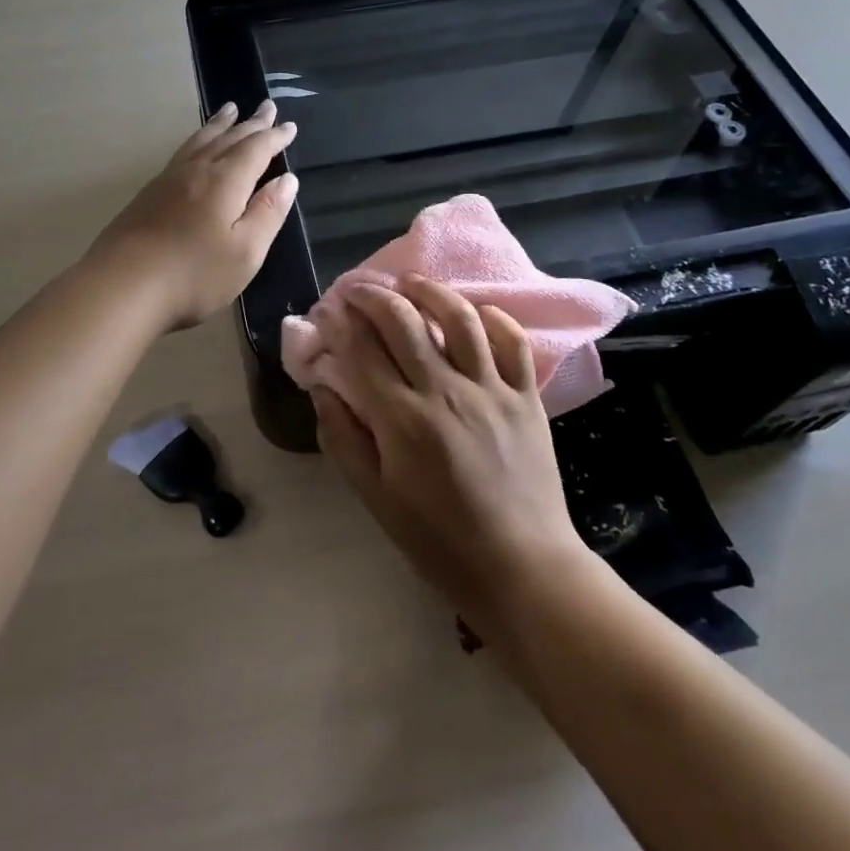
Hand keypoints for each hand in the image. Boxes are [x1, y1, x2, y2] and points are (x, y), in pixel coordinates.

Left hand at [88, 100, 299, 331]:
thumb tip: (287, 180)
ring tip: (229, 110)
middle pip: (228, 138)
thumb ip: (268, 213)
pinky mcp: (148, 194)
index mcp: (225, 181)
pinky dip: (197, 140)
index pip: (256, 149)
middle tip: (267, 106)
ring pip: (200, 141)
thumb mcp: (245, 251)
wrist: (121, 286)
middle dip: (251, 123)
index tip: (290, 126)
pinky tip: (194, 148)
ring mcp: (168, 180)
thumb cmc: (193, 274)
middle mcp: (197, 170)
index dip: (274, 137)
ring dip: (219, 124)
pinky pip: (182, 152)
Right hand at [311, 276, 591, 623]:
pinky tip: (475, 312)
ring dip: (430, 291)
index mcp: (402, 419)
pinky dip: (493, 318)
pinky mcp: (526, 396)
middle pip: (404, 321)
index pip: (363, 350)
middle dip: (374, 296)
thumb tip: (323, 388)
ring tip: (411, 282)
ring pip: (459, 318)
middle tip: (359, 288)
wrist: (521, 567)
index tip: (330, 310)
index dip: (342, 322)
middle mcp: (445, 391)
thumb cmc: (438, 539)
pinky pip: (512, 342)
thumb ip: (343, 439)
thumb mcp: (375, 498)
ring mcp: (491, 389)